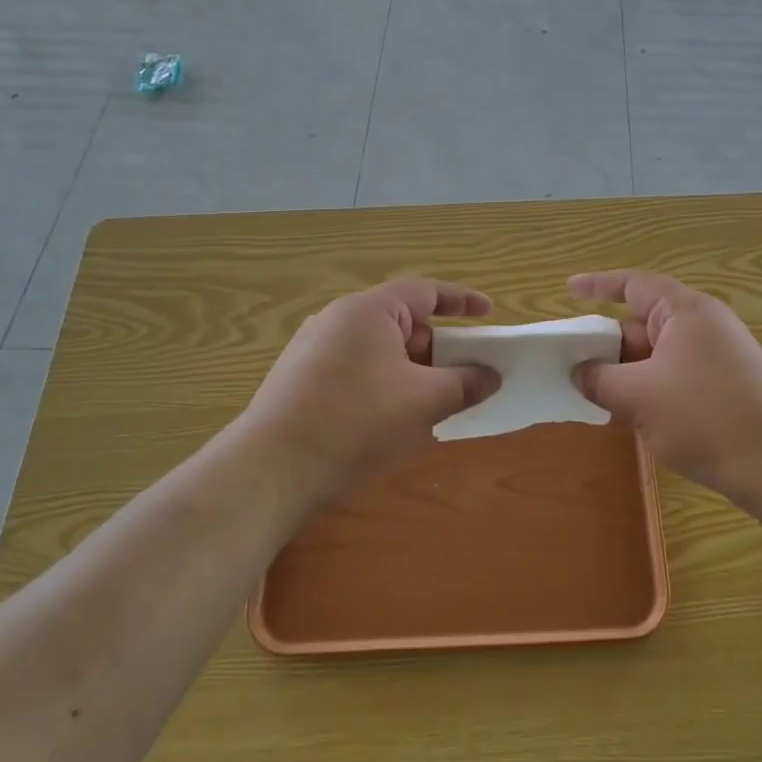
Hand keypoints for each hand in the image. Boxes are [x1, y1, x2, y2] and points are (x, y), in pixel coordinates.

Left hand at [241, 279, 500, 495]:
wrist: (271, 470)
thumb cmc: (356, 421)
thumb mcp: (423, 402)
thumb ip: (464, 383)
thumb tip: (491, 376)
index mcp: (369, 311)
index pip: (425, 292)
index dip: (462, 300)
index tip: (489, 312)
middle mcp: (339, 320)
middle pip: (403, 324)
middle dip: (439, 350)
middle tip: (467, 376)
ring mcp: (315, 350)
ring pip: (380, 353)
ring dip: (413, 373)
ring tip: (435, 405)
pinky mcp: (301, 381)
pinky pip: (357, 372)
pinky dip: (384, 387)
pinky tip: (392, 423)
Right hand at [568, 270, 761, 508]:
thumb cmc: (706, 418)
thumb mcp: (639, 397)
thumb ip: (600, 380)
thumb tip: (579, 372)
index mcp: (685, 311)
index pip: (634, 285)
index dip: (598, 285)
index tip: (568, 290)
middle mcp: (705, 325)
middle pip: (644, 322)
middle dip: (608, 343)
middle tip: (572, 363)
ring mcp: (720, 356)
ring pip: (659, 353)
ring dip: (628, 370)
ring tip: (596, 393)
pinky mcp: (728, 385)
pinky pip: (677, 374)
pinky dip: (651, 386)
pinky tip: (636, 414)